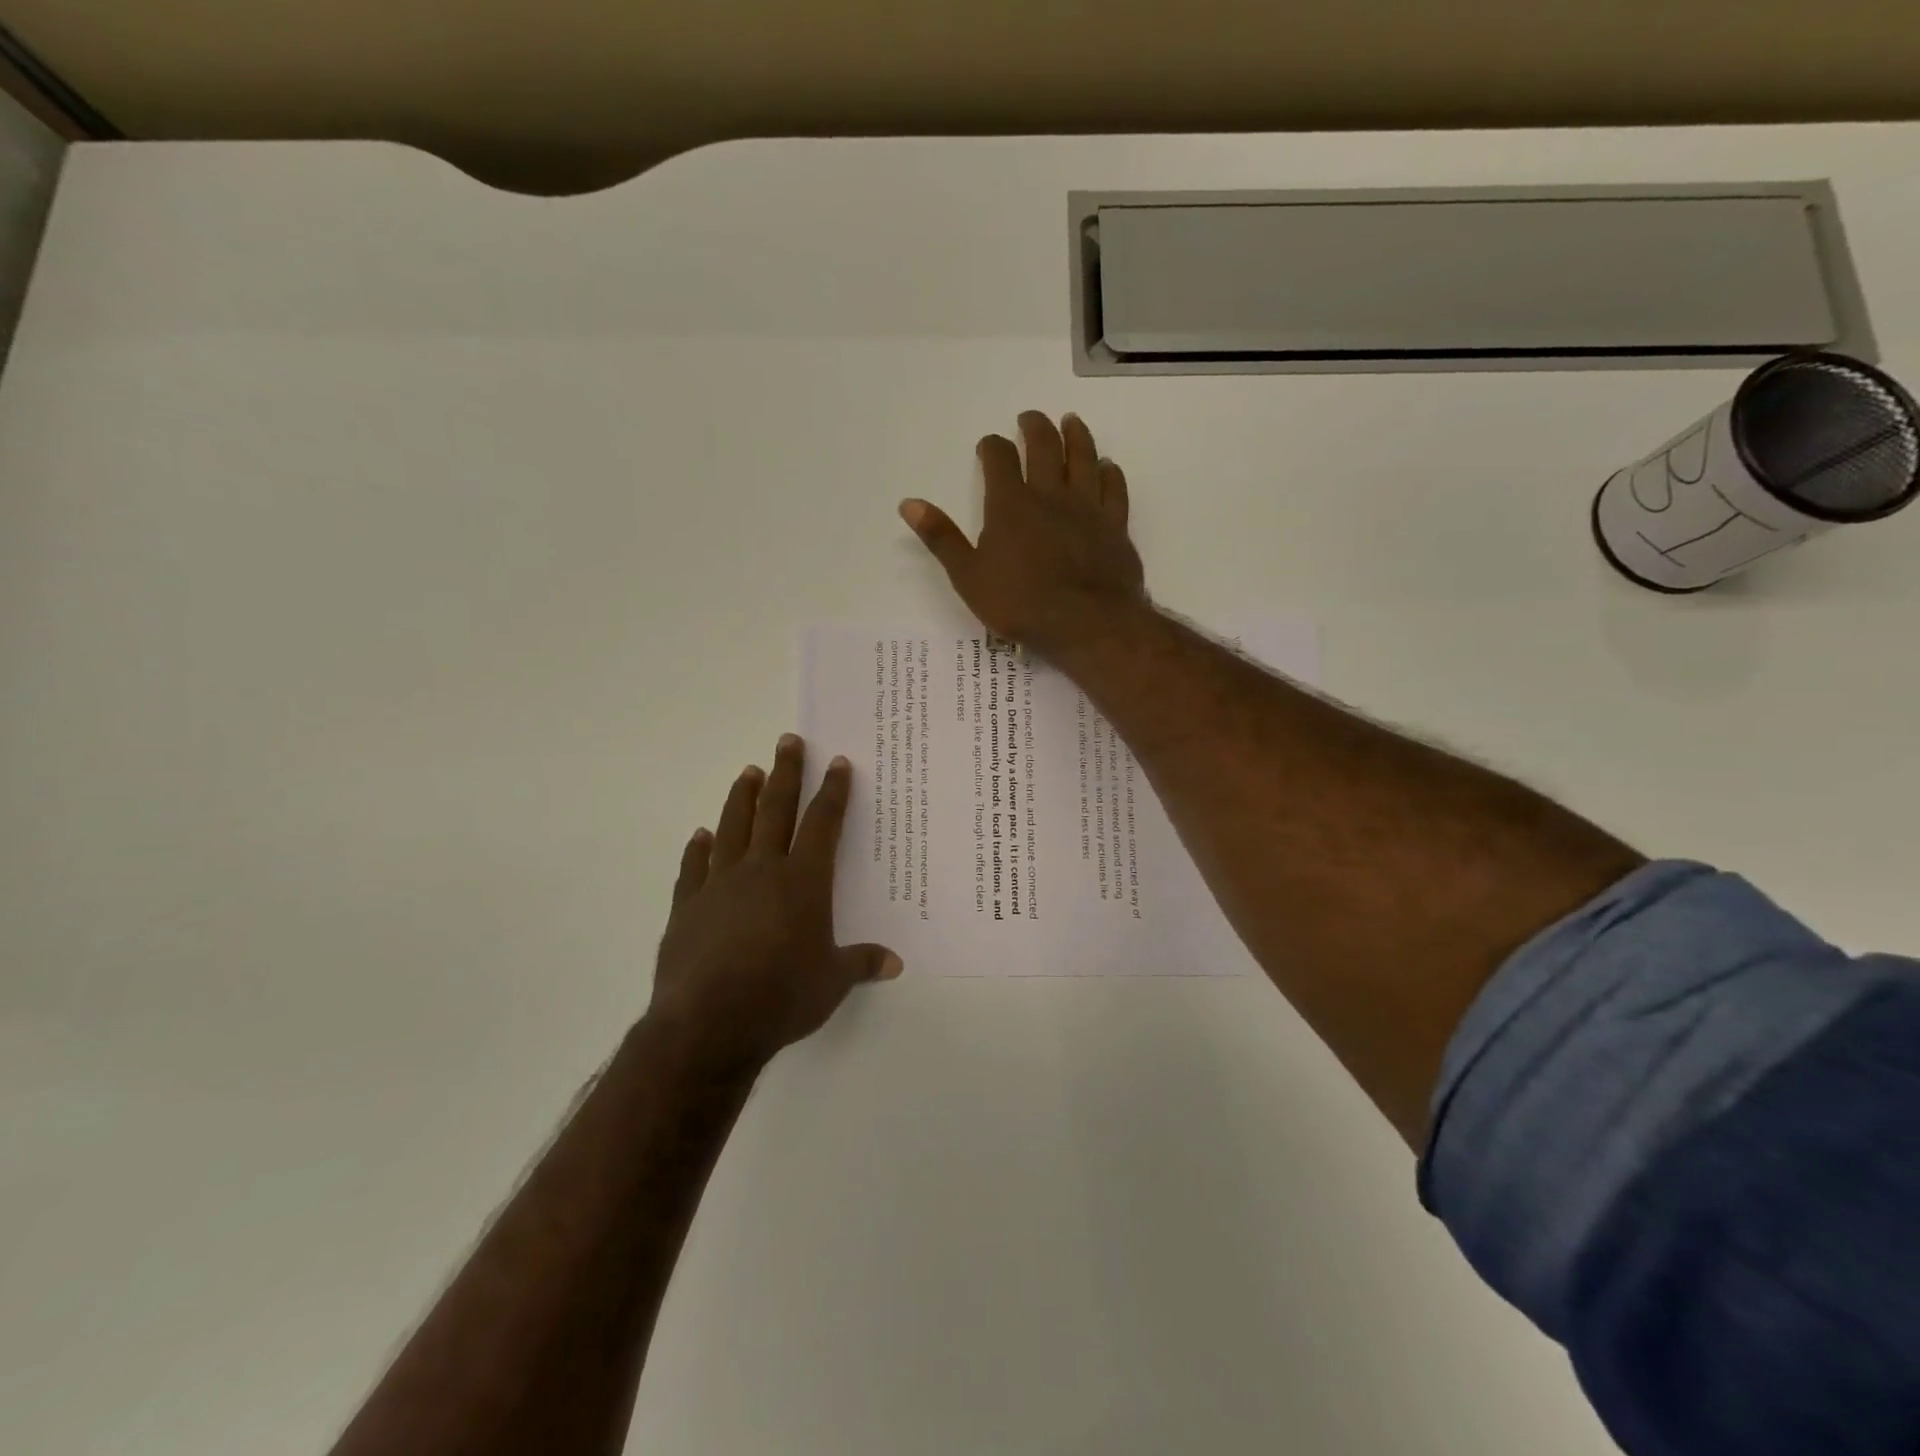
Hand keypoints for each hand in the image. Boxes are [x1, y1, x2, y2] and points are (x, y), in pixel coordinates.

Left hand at [649, 735, 900, 1071]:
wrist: (709, 1023)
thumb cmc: (782, 996)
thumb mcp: (832, 982)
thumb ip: (861, 963)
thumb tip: (895, 963)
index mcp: (803, 881)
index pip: (822, 824)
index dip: (832, 792)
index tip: (837, 763)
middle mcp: (761, 871)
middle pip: (775, 810)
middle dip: (785, 773)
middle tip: (788, 741)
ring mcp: (719, 884)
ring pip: (733, 827)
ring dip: (742, 798)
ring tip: (748, 772)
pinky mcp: (687, 906)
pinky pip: (694, 867)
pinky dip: (698, 848)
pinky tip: (701, 835)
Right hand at [899, 411, 1145, 658]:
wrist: (1087, 623)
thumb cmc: (1021, 604)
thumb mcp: (969, 577)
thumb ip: (941, 538)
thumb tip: (909, 503)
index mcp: (1011, 505)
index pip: (999, 460)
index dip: (992, 447)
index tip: (988, 445)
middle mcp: (1050, 495)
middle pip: (1044, 447)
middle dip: (1035, 428)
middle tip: (1030, 418)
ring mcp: (1087, 508)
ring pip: (1084, 458)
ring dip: (1076, 436)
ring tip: (1071, 422)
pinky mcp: (1115, 526)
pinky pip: (1115, 489)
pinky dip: (1110, 473)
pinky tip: (1108, 466)